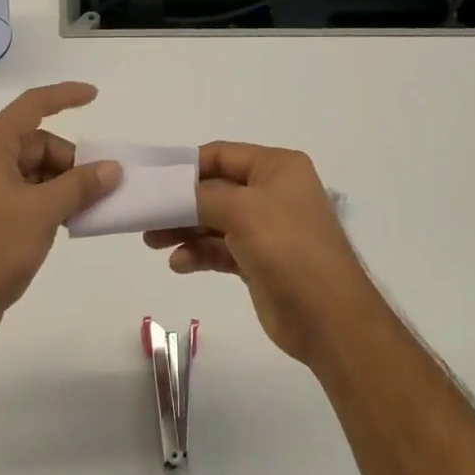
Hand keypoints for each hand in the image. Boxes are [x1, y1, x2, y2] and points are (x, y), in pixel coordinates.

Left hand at [0, 83, 121, 359]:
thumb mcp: (43, 212)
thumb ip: (80, 185)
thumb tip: (112, 168)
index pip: (31, 106)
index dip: (63, 96)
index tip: (94, 96)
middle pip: (36, 143)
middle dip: (69, 160)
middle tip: (99, 187)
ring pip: (32, 171)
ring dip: (61, 184)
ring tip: (87, 208)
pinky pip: (23, 194)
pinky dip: (48, 201)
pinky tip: (67, 222)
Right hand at [143, 142, 376, 367]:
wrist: (329, 320)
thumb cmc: (288, 250)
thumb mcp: (242, 211)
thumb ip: (201, 195)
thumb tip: (171, 191)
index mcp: (277, 168)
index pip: (222, 155)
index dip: (187, 166)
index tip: (153, 180)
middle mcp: (272, 192)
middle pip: (215, 189)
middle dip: (180, 202)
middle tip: (145, 215)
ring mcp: (266, 228)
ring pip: (214, 220)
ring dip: (184, 229)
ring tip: (152, 242)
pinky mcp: (258, 261)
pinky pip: (220, 248)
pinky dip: (198, 253)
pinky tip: (178, 264)